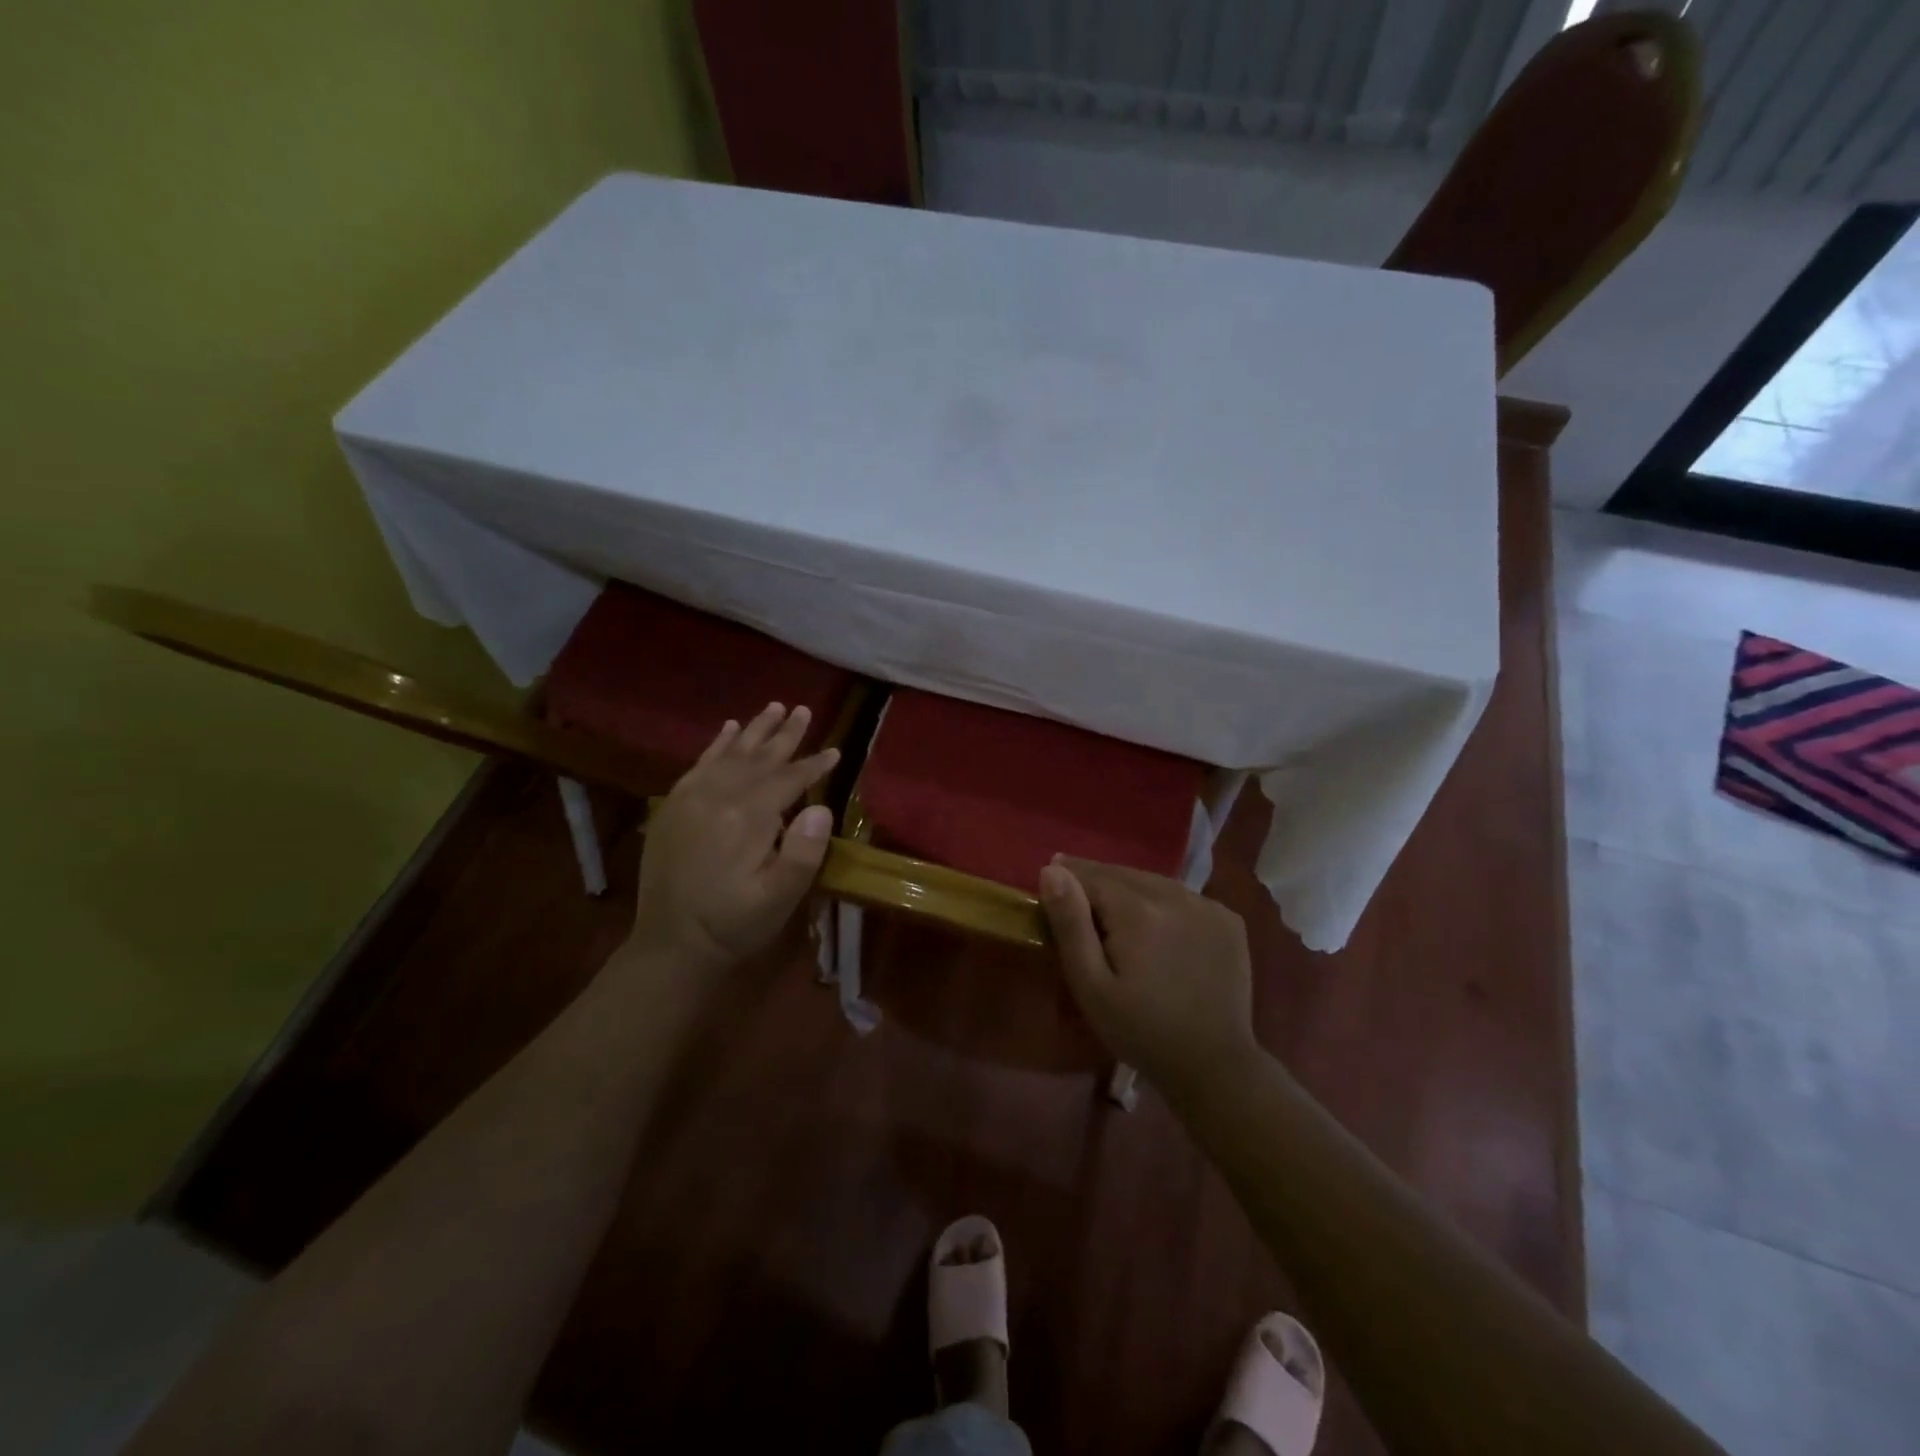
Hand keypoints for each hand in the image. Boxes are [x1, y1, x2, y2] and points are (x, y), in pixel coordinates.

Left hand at [629, 702, 839, 973]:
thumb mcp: (779, 899)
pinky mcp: (674, 806)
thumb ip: (803, 853)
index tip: (835, 750)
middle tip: (805, 709)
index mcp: (746, 817)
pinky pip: (700, 763)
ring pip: (730, 753)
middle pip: (759, 757)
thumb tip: (820, 806)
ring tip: (774, 707)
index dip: (813, 764)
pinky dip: (717, 744)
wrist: (671, 945)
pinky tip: (728, 728)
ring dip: (754, 730)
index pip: (788, 779)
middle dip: (785, 734)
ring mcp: (691, 798)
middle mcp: (717, 796)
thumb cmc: (733, 924)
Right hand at [1038, 856, 1259, 1099]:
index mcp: (1138, 910)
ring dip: (1130, 889)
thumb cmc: (1140, 1030)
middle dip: (1097, 880)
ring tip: (1113, 908)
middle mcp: (1175, 895)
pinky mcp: (1228, 919)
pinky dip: (1163, 902)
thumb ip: (1070, 924)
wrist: (1214, 1066)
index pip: (1091, 875)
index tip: (1052, 882)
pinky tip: (1156, 925)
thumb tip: (1052, 871)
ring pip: (1154, 882)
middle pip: (1123, 874)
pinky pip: (1182, 897)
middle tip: (1077, 894)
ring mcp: (1207, 905)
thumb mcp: (1091, 985)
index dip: (1069, 878)